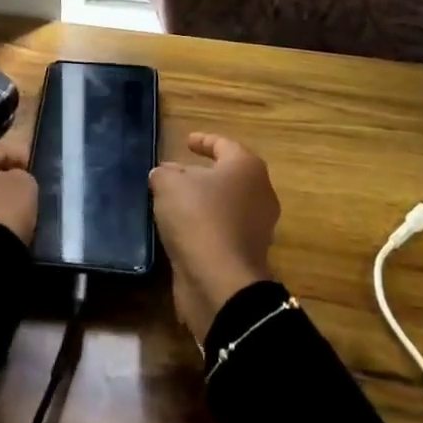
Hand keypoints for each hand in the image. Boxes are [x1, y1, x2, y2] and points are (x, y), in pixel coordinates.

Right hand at [149, 133, 280, 342]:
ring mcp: (257, 227)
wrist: (220, 282)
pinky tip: (180, 229)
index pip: (224, 145)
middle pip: (227, 175)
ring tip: (172, 202)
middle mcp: (259, 193)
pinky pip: (222, 230)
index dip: (204, 140)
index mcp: (246, 167)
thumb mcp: (168, 184)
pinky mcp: (247, 255)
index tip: (187, 141)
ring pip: (226, 204)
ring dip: (202, 202)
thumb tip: (164, 175)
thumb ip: (164, 173)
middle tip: (175, 172)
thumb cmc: (198, 218)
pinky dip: (204, 226)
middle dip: (201, 173)